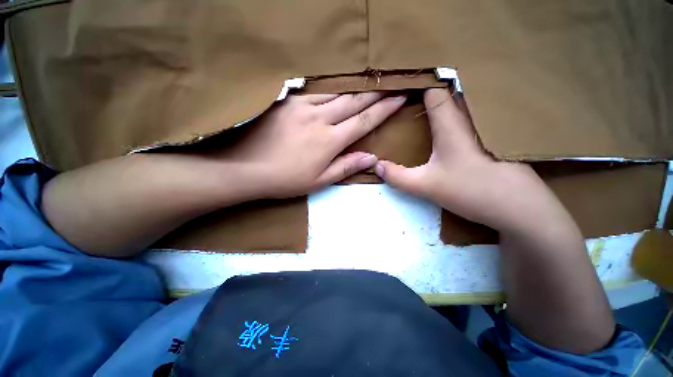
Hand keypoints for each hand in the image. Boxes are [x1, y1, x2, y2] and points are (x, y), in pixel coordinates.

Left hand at [225, 92, 405, 198]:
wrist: (245, 166)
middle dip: (375, 92)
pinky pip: (316, 91)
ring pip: (336, 92)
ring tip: (369, 82)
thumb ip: (346, 167)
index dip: (384, 109)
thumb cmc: (285, 179)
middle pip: (353, 100)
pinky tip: (338, 87)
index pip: (364, 120)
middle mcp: (320, 118)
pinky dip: (331, 89)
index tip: (399, 98)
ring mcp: (302, 106)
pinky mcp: (288, 101)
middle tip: (391, 83)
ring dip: (355, 87)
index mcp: (329, 140)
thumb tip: (371, 157)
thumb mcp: (319, 181)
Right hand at [374, 88, 574, 235]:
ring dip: (444, 104)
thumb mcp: (425, 185)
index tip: (402, 85)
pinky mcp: (495, 141)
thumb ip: (397, 176)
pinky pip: (471, 120)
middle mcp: (472, 120)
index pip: (435, 91)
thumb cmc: (472, 190)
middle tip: (409, 98)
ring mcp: (486, 129)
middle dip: (429, 92)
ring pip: (463, 107)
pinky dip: (457, 118)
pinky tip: (449, 130)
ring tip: (423, 109)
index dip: (419, 84)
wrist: (521, 210)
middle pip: (450, 95)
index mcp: (453, 124)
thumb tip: (376, 166)